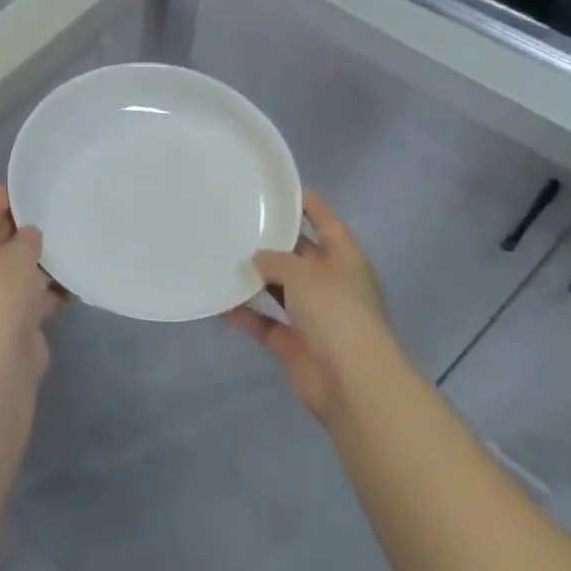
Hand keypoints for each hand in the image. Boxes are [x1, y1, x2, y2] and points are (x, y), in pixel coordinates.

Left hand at [0, 186, 62, 382]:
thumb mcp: (16, 253)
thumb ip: (27, 237)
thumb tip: (31, 234)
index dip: (0, 201)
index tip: (24, 186)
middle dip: (22, 230)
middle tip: (50, 209)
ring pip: (16, 272)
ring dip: (38, 261)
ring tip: (66, 238)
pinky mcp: (13, 324)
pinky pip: (33, 297)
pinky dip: (49, 288)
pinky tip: (73, 274)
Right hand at [226, 191, 401, 423]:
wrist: (351, 383)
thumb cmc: (335, 312)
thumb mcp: (302, 272)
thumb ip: (276, 259)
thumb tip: (257, 258)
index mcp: (344, 258)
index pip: (325, 220)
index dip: (306, 202)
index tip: (278, 187)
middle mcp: (331, 283)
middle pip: (300, 254)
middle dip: (273, 241)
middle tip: (237, 220)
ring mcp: (315, 315)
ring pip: (281, 288)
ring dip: (256, 278)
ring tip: (223, 257)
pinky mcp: (296, 343)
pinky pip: (266, 322)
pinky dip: (246, 315)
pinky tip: (219, 303)